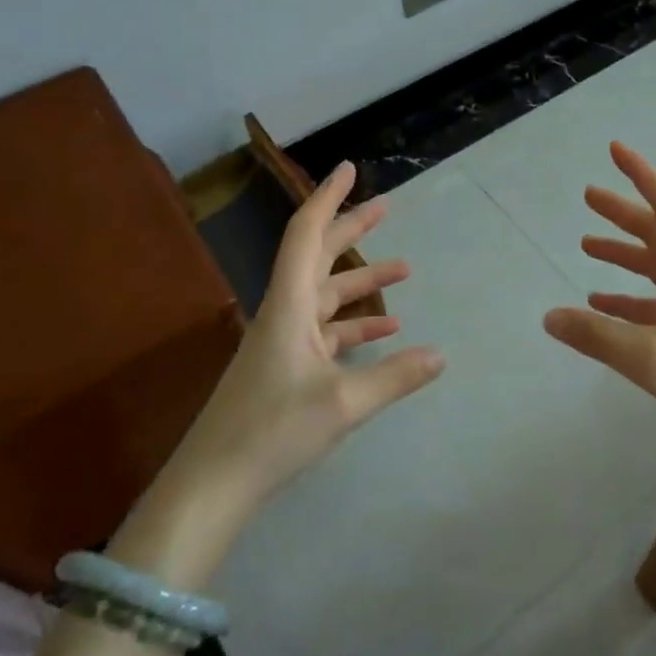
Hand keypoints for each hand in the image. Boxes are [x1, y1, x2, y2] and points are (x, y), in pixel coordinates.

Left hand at [116, 163, 444, 582]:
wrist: (213, 486)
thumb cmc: (273, 431)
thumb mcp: (344, 403)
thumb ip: (396, 376)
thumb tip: (442, 354)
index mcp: (290, 306)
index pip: (308, 235)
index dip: (329, 199)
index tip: (349, 170)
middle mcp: (285, 314)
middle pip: (319, 257)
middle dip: (352, 230)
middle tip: (386, 206)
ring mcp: (284, 342)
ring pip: (327, 296)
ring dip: (362, 281)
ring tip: (405, 269)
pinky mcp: (286, 368)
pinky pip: (327, 332)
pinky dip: (356, 325)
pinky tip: (387, 331)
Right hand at [542, 143, 655, 471]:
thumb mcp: (652, 358)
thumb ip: (597, 336)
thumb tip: (548, 316)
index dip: (640, 175)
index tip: (615, 149)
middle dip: (623, 213)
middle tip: (588, 196)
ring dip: (624, 253)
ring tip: (586, 244)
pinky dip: (628, 298)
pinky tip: (601, 305)